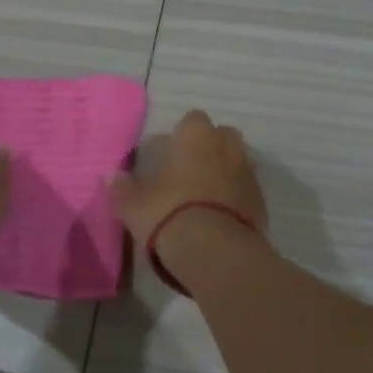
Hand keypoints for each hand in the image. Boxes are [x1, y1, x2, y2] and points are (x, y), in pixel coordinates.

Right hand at [107, 110, 266, 243]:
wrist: (215, 252)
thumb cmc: (169, 214)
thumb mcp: (133, 204)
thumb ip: (122, 188)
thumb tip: (111, 176)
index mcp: (196, 136)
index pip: (192, 120)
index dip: (182, 135)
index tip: (169, 154)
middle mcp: (227, 147)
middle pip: (222, 137)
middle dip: (209, 148)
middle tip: (189, 172)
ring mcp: (249, 174)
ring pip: (237, 162)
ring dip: (225, 173)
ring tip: (204, 197)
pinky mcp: (262, 202)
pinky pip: (246, 191)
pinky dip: (236, 198)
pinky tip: (219, 217)